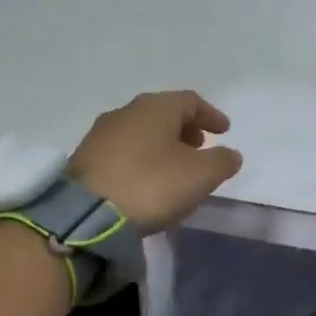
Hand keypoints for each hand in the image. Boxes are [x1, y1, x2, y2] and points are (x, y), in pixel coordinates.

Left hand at [70, 90, 243, 234]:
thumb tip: (230, 154)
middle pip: (163, 113)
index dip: (211, 115)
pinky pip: (124, 150)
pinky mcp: (85, 159)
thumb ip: (222, 161)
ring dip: (163, 143)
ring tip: (175, 165)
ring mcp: (101, 134)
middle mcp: (126, 112)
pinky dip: (142, 157)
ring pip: (141, 131)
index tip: (224, 131)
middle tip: (200, 146)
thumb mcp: (200, 175)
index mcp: (156, 107)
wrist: (86, 214)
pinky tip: (147, 179)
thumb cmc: (152, 185)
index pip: (190, 101)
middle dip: (185, 128)